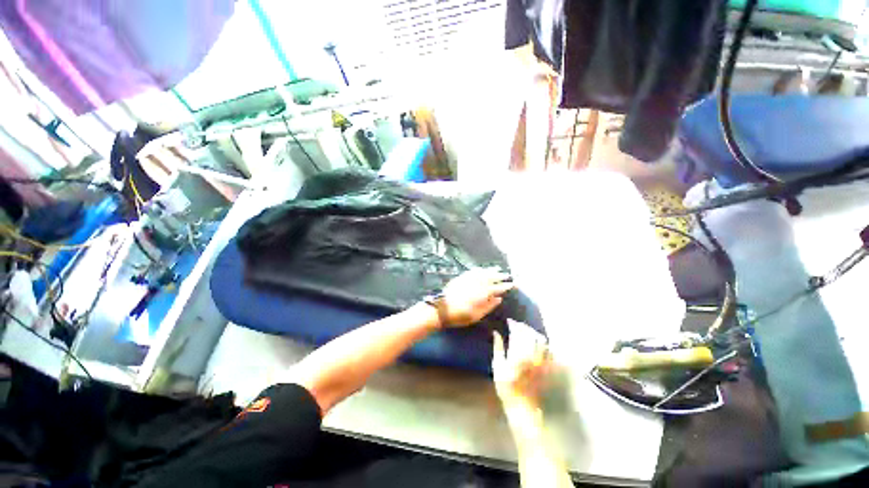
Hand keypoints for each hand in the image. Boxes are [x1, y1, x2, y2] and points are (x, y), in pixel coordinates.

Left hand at [441, 267, 513, 326]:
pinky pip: (472, 271)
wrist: (441, 308)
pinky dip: (479, 269)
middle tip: (507, 275)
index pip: (497, 288)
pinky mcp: (461, 278)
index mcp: (482, 294)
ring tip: (497, 269)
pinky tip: (481, 269)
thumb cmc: (460, 315)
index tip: (512, 284)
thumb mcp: (477, 315)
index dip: (505, 286)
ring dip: (491, 270)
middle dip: (500, 276)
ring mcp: (468, 279)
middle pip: (491, 278)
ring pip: (482, 273)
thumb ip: (489, 306)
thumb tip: (499, 298)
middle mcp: (476, 284)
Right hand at [492, 319, 552, 412]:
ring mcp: (542, 360)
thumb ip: (498, 348)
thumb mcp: (498, 367)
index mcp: (518, 353)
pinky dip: (543, 343)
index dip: (513, 324)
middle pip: (530, 333)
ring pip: (541, 340)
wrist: (524, 407)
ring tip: (527, 331)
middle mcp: (532, 354)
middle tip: (517, 324)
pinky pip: (548, 350)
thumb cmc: (507, 388)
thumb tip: (496, 333)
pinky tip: (538, 343)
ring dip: (534, 333)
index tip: (509, 321)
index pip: (517, 332)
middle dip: (523, 326)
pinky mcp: (548, 367)